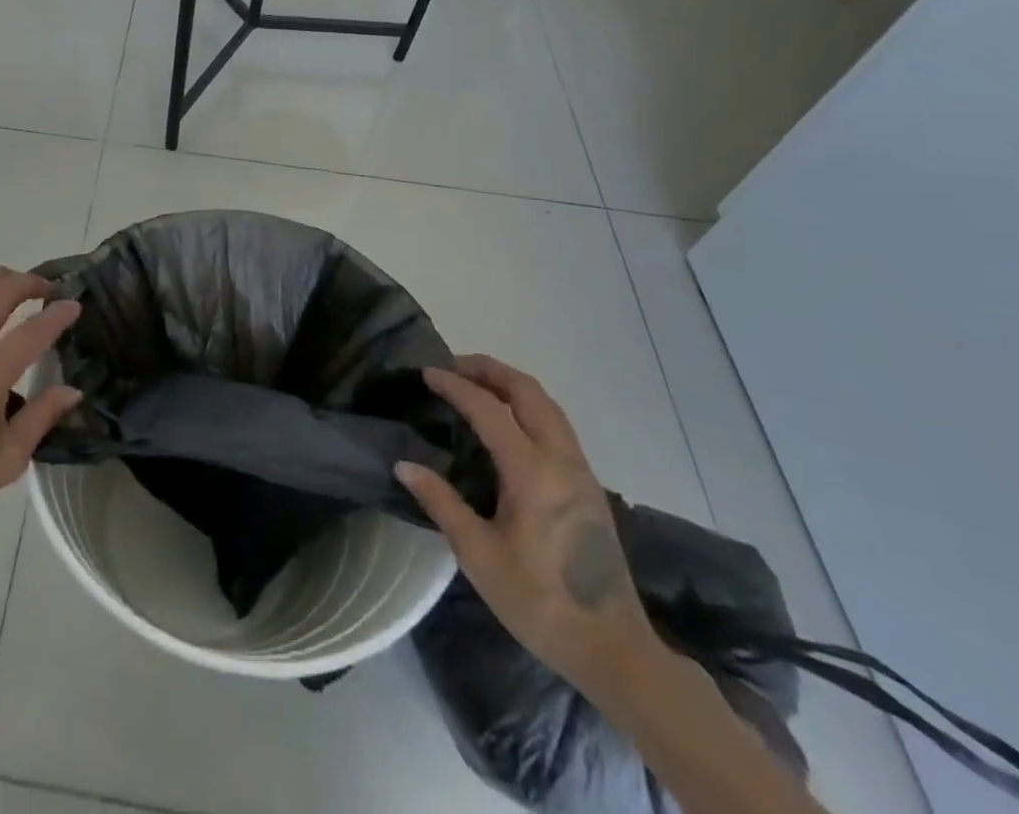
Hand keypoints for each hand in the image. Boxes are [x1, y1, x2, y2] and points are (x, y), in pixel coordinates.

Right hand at [395, 355, 659, 698]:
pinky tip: (507, 422)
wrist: (615, 651)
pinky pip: (557, 425)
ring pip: (548, 405)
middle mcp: (562, 461)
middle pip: (528, 392)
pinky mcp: (590, 487)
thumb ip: (441, 502)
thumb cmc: (540, 603)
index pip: (489, 409)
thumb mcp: (479, 556)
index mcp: (533, 473)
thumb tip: (403, 465)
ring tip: (476, 384)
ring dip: (511, 384)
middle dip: (490, 369)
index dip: (455, 386)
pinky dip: (527, 405)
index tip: (426, 373)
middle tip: (453, 366)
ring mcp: (581, 472)